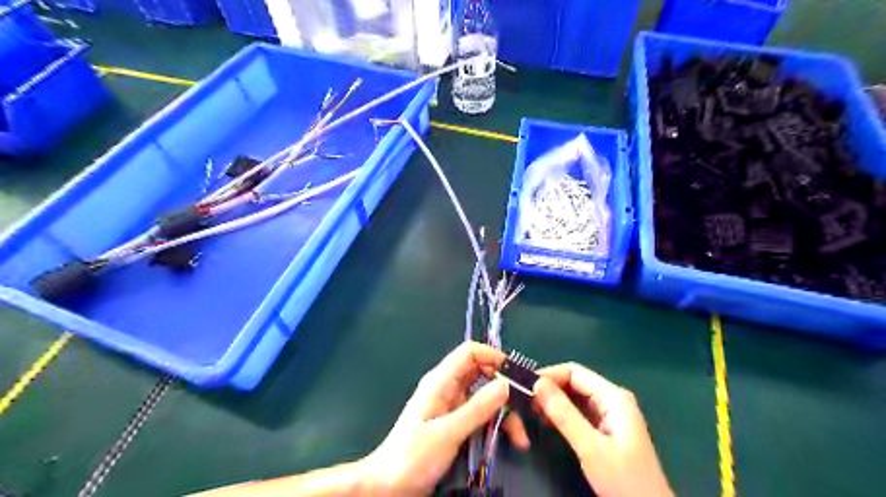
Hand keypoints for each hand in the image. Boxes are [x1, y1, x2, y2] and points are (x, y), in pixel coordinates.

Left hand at [361, 341, 527, 496]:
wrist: (388, 487)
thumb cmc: (412, 457)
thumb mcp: (447, 433)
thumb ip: (477, 409)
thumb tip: (505, 385)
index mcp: (440, 381)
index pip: (469, 353)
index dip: (493, 356)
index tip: (516, 374)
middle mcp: (448, 389)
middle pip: (481, 374)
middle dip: (504, 387)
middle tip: (525, 407)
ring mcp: (452, 407)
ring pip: (485, 397)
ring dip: (504, 412)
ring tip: (520, 437)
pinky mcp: (456, 424)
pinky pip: (481, 415)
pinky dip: (496, 424)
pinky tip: (509, 440)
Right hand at [532, 362, 671, 495]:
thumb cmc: (624, 479)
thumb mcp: (591, 447)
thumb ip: (564, 415)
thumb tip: (537, 384)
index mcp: (613, 397)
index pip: (574, 372)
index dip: (549, 375)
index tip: (525, 387)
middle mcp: (612, 399)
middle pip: (574, 382)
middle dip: (550, 389)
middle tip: (525, 402)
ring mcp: (610, 413)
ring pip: (575, 396)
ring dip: (554, 401)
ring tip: (531, 411)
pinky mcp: (606, 427)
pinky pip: (579, 411)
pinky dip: (562, 413)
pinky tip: (548, 422)